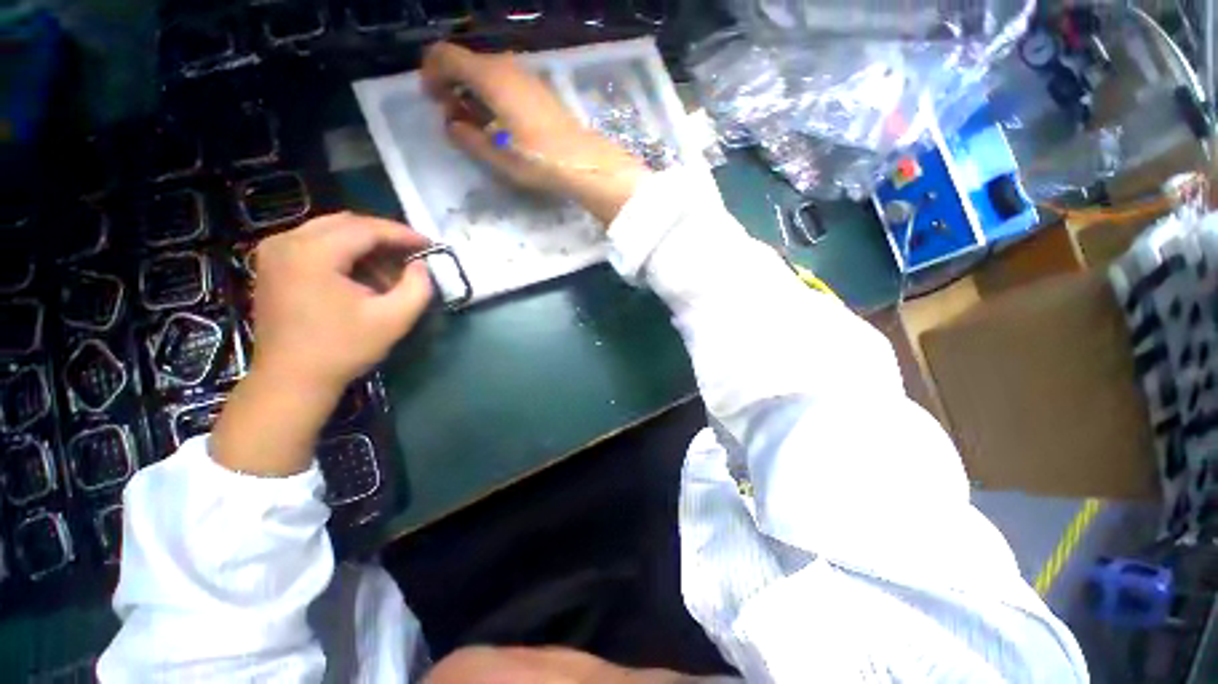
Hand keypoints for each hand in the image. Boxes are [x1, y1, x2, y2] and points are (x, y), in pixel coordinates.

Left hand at [211, 214, 431, 476]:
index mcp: (313, 253)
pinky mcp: (272, 264)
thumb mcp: (394, 319)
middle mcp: (287, 241)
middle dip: (385, 236)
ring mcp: (274, 251)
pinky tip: (362, 274)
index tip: (430, 244)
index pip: (366, 228)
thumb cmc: (343, 349)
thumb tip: (421, 265)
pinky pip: (315, 243)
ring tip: (391, 268)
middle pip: (347, 223)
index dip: (403, 234)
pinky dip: (344, 252)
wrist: (291, 379)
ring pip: (331, 231)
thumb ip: (418, 287)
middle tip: (412, 254)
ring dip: (365, 245)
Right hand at [421, 42, 646, 223]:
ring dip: (472, 91)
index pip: (445, 55)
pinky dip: (492, 95)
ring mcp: (525, 75)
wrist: (582, 161)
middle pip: (466, 62)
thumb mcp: (496, 155)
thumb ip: (467, 137)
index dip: (431, 73)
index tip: (431, 99)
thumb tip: (451, 124)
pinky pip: (505, 81)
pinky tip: (499, 121)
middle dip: (452, 84)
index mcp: (489, 77)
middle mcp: (506, 67)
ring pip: (486, 72)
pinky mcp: (538, 89)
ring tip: (476, 123)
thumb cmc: (537, 159)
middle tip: (454, 116)